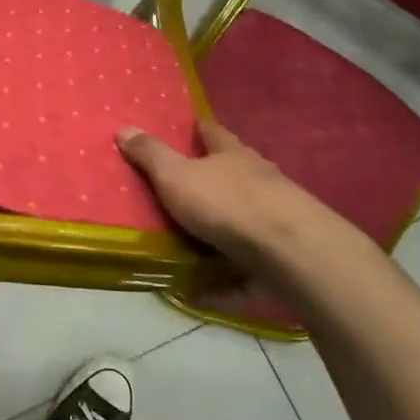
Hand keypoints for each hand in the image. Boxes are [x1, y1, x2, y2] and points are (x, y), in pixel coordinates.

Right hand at [117, 119, 384, 311]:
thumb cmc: (228, 205)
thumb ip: (150, 155)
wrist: (294, 256)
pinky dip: (223, 279)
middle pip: (234, 175)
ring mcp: (277, 221)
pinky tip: (201, 292)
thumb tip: (125, 127)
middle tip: (181, 190)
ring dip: (220, 232)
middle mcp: (260, 182)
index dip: (200, 129)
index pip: (214, 133)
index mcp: (233, 156)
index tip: (190, 127)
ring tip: (187, 246)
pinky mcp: (284, 260)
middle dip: (212, 181)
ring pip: (243, 222)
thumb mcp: (176, 176)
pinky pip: (245, 269)